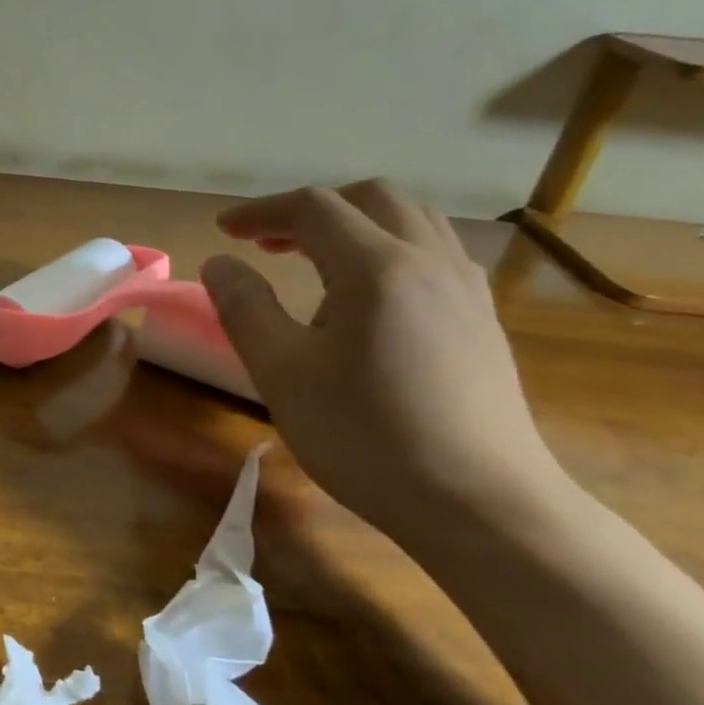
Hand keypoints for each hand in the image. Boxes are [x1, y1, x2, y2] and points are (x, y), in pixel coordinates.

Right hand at [201, 181, 566, 541]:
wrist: (481, 506)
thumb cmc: (366, 437)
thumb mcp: (282, 374)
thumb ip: (244, 309)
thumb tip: (220, 263)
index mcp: (376, 268)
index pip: (313, 209)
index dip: (261, 211)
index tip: (224, 230)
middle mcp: (429, 262)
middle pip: (371, 199)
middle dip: (312, 210)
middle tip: (269, 243)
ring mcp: (466, 290)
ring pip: (412, 221)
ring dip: (356, 225)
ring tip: (316, 265)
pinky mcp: (482, 321)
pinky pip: (435, 254)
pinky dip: (390, 250)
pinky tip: (370, 301)